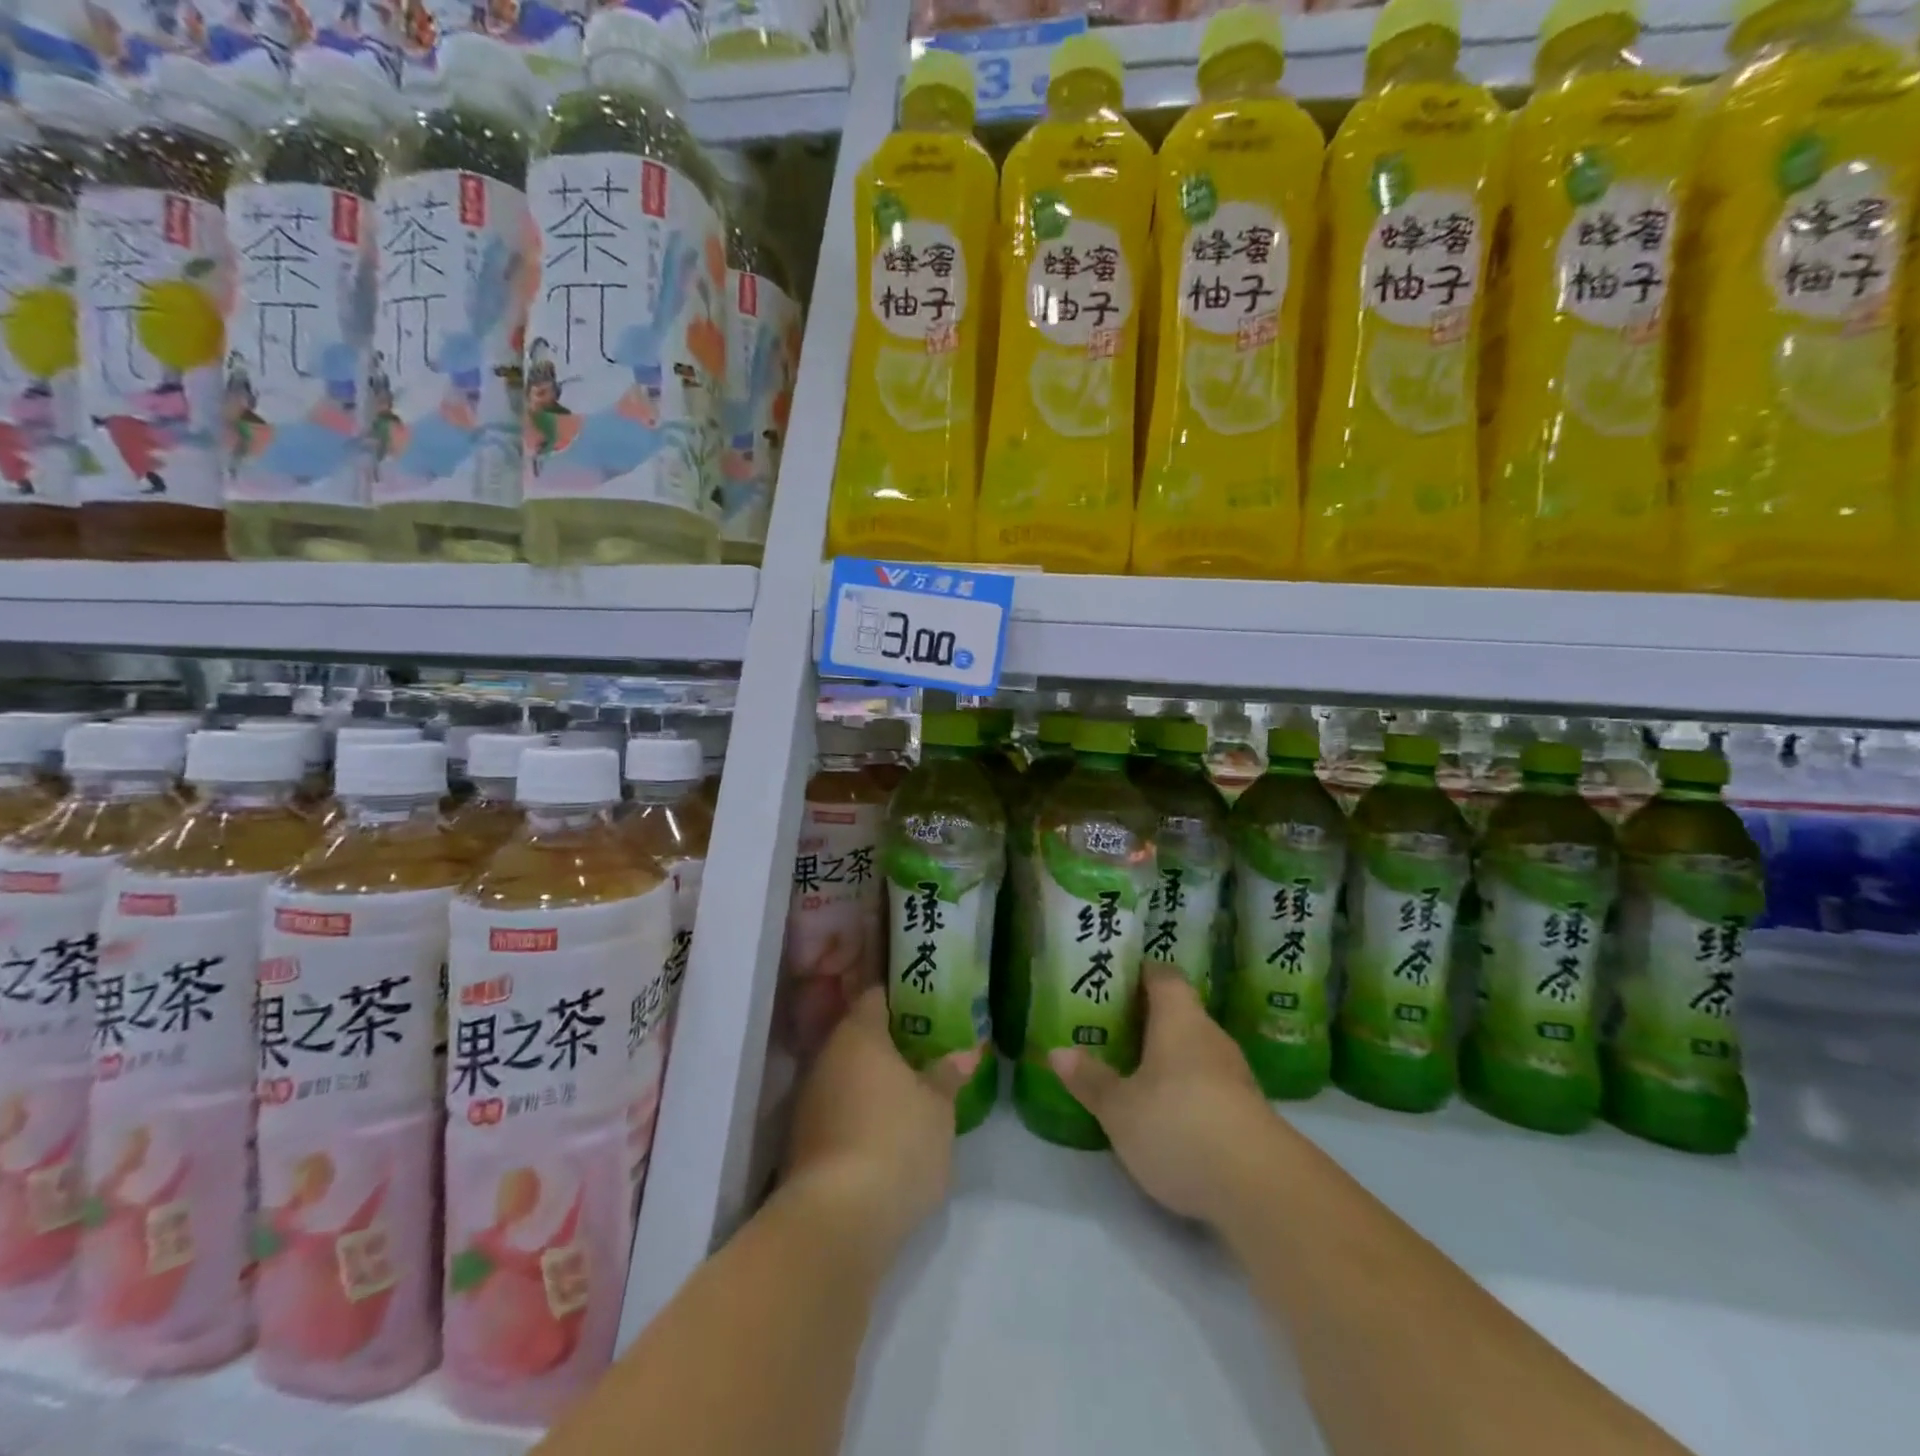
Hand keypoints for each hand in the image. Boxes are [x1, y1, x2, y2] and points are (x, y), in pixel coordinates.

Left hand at [781, 987, 980, 1262]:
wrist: (837, 1221)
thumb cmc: (897, 1143)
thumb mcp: (939, 1109)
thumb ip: (948, 1076)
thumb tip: (964, 1054)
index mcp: (858, 1033)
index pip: (875, 996)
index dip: (900, 997)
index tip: (925, 1005)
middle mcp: (825, 1056)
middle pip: (858, 1036)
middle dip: (888, 1043)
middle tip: (924, 1052)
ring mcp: (807, 1100)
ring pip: (845, 1075)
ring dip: (871, 1081)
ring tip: (909, 1093)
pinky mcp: (800, 1141)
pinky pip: (836, 1110)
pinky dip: (857, 1113)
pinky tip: (884, 1132)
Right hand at [1049, 966, 1277, 1225]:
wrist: (1263, 1189)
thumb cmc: (1179, 1125)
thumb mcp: (1121, 1108)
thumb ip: (1091, 1079)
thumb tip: (1057, 1052)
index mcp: (1179, 1018)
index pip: (1162, 975)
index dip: (1139, 972)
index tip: (1113, 978)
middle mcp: (1210, 1036)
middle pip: (1179, 1012)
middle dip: (1146, 1017)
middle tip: (1109, 1026)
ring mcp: (1235, 1075)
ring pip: (1194, 1049)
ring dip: (1166, 1055)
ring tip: (1131, 1067)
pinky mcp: (1248, 1112)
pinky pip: (1208, 1083)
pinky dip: (1185, 1087)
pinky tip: (1165, 1110)